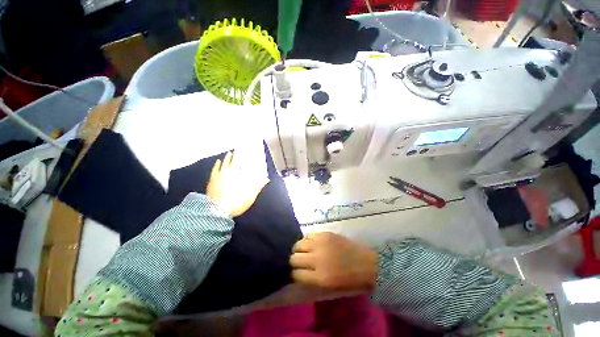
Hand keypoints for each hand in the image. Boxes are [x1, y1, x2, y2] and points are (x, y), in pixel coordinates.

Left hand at [206, 151, 268, 217]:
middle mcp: (229, 172)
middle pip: (232, 161)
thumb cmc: (237, 201)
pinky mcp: (212, 180)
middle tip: (237, 149)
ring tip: (229, 153)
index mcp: (238, 175)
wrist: (218, 210)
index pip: (241, 162)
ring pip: (223, 163)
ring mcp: (219, 176)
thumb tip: (267, 178)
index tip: (244, 150)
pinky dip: (216, 165)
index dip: (243, 156)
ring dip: (227, 158)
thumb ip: (258, 185)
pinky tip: (217, 161)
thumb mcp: (251, 194)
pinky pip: (214, 170)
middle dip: (235, 155)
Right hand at [290, 232, 377, 291]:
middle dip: (294, 261)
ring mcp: (321, 243)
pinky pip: (308, 235)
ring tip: (304, 251)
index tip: (296, 273)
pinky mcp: (325, 233)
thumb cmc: (350, 280)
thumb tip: (297, 273)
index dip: (294, 274)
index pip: (295, 274)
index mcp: (319, 277)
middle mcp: (317, 259)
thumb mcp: (329, 287)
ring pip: (298, 244)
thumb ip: (311, 280)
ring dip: (299, 249)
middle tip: (300, 262)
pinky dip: (306, 240)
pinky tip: (311, 243)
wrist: (367, 263)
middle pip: (294, 258)